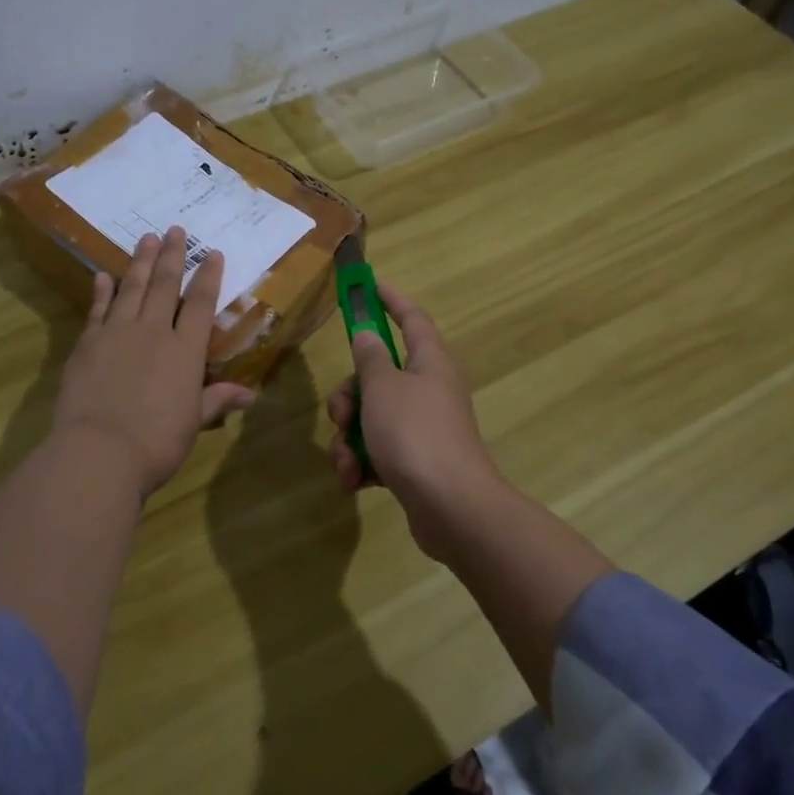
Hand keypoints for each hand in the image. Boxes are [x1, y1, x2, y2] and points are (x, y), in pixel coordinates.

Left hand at [54, 226, 255, 494]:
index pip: (200, 304)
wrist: (100, 451)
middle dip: (171, 256)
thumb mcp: (193, 422)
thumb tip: (250, 395)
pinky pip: (98, 310)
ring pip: (131, 289)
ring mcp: (116, 334)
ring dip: (139, 262)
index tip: (212, 252)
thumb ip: (216, 400)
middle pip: (164, 286)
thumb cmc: (157, 441)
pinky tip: (103, 275)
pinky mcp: (87, 344)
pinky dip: (102, 291)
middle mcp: (153, 332)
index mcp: (185, 351)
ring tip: (145, 238)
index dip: (208, 276)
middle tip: (174, 229)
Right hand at [326, 283, 505, 556]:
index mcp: (429, 362)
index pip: (411, 317)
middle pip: (378, 376)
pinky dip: (363, 463)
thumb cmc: (415, 435)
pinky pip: (379, 450)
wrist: (452, 508)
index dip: (390, 299)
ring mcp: (424, 427)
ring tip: (347, 464)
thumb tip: (368, 336)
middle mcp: (429, 389)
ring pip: (373, 417)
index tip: (369, 286)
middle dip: (349, 397)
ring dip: (350, 438)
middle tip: (341, 416)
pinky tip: (355, 481)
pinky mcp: (417, 461)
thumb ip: (370, 358)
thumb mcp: (383, 388)